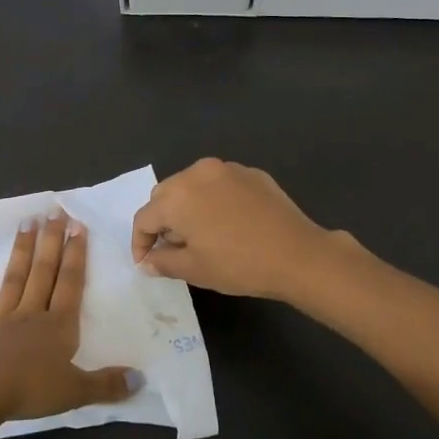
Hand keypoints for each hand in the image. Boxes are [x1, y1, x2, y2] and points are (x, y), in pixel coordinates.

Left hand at [0, 210, 139, 424]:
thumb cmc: (31, 391)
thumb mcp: (77, 391)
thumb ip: (107, 384)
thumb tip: (141, 379)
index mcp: (58, 325)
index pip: (70, 283)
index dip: (76, 254)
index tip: (78, 224)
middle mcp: (30, 314)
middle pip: (43, 272)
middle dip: (51, 241)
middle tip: (53, 211)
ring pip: (12, 280)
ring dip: (19, 251)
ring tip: (25, 222)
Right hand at [131, 158, 349, 301]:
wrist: (297, 254)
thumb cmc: (238, 264)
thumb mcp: (195, 269)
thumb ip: (163, 262)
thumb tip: (148, 261)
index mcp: (177, 196)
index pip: (145, 217)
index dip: (140, 242)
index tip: (145, 262)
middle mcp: (197, 173)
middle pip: (166, 195)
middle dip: (163, 220)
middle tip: (173, 248)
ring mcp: (227, 168)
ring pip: (193, 185)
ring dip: (188, 207)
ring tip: (200, 234)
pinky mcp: (251, 173)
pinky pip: (220, 184)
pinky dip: (214, 200)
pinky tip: (229, 223)